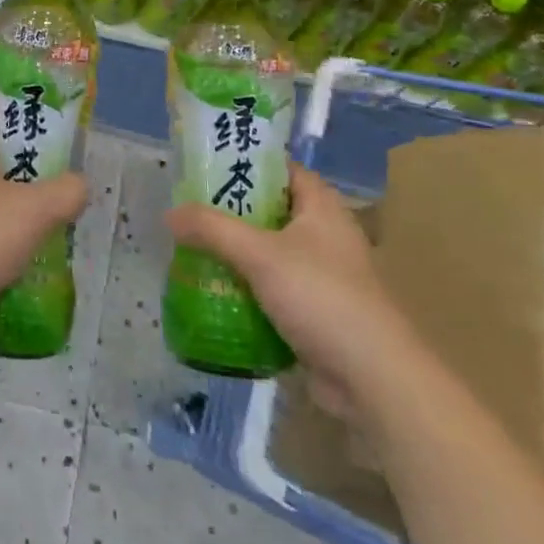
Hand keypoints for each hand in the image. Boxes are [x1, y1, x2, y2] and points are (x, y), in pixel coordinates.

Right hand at [165, 163, 414, 407]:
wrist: (373, 380)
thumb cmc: (321, 298)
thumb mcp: (259, 255)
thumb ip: (212, 229)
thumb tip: (169, 214)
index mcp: (322, 207)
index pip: (281, 170)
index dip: (246, 163)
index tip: (205, 167)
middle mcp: (325, 235)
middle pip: (270, 211)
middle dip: (230, 213)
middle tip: (190, 211)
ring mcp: (322, 276)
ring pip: (268, 253)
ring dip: (235, 253)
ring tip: (192, 249)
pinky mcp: (315, 312)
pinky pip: (272, 289)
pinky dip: (246, 288)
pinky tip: (213, 290)